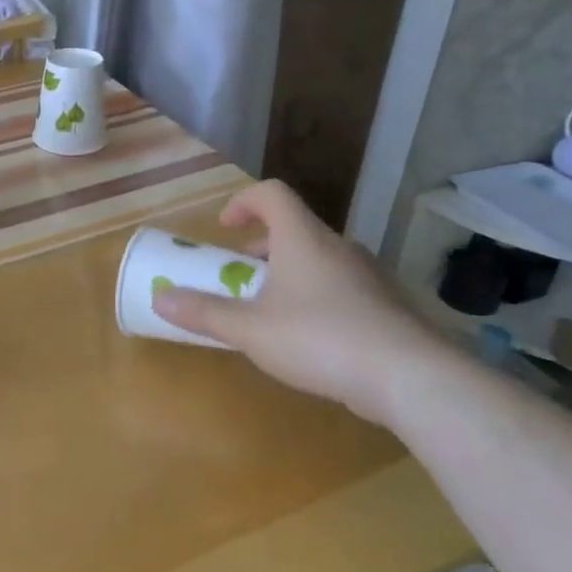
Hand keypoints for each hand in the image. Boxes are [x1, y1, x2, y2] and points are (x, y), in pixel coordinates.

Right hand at [151, 180, 439, 424]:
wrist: (411, 378)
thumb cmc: (319, 339)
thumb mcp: (249, 328)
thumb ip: (203, 312)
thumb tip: (159, 298)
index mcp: (303, 239)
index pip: (272, 194)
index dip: (242, 201)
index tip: (224, 228)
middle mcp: (338, 247)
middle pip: (293, 230)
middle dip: (259, 250)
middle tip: (238, 279)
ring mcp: (368, 276)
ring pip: (318, 260)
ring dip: (286, 275)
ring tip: (268, 314)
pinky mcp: (386, 306)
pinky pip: (340, 287)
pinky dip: (314, 298)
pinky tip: (309, 341)